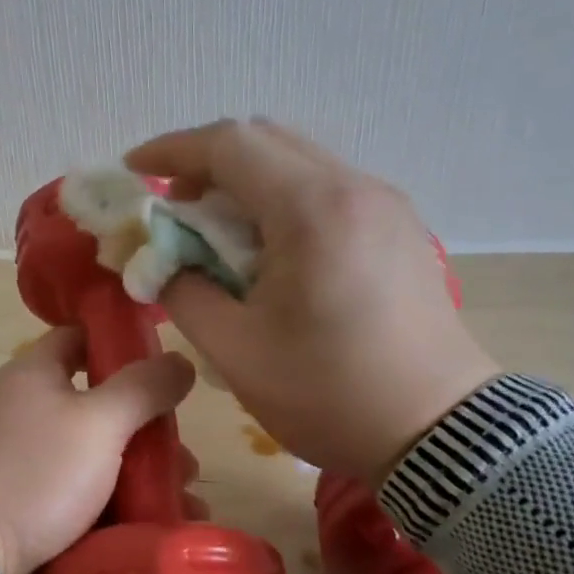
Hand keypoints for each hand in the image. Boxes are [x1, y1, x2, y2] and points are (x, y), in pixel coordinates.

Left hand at [0, 328, 196, 573]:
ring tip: (183, 504)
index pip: (79, 339)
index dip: (121, 345)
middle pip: (97, 406)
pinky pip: (79, 497)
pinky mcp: (22, 507)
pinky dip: (115, 507)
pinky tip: (152, 528)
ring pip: (93, 458)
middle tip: (184, 460)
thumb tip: (180, 360)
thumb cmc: (34, 472)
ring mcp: (20, 461)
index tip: (165, 367)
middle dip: (146, 432)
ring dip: (139, 476)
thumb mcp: (98, 423)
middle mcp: (22, 410)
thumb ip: (142, 388)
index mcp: (32, 374)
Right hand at [125, 119, 498, 479]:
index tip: (133, 169)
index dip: (171, 149)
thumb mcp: (234, 350)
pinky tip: (270, 248)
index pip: (228, 145)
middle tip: (173, 206)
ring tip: (217, 231)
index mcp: (312, 208)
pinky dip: (283, 198)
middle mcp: (354, 187)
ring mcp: (385, 203)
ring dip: (246, 181)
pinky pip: (327, 187)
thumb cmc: (329, 393)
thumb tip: (159, 261)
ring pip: (298, 160)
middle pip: (264, 140)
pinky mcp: (399, 227)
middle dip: (207, 162)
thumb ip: (183, 290)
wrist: (439, 433)